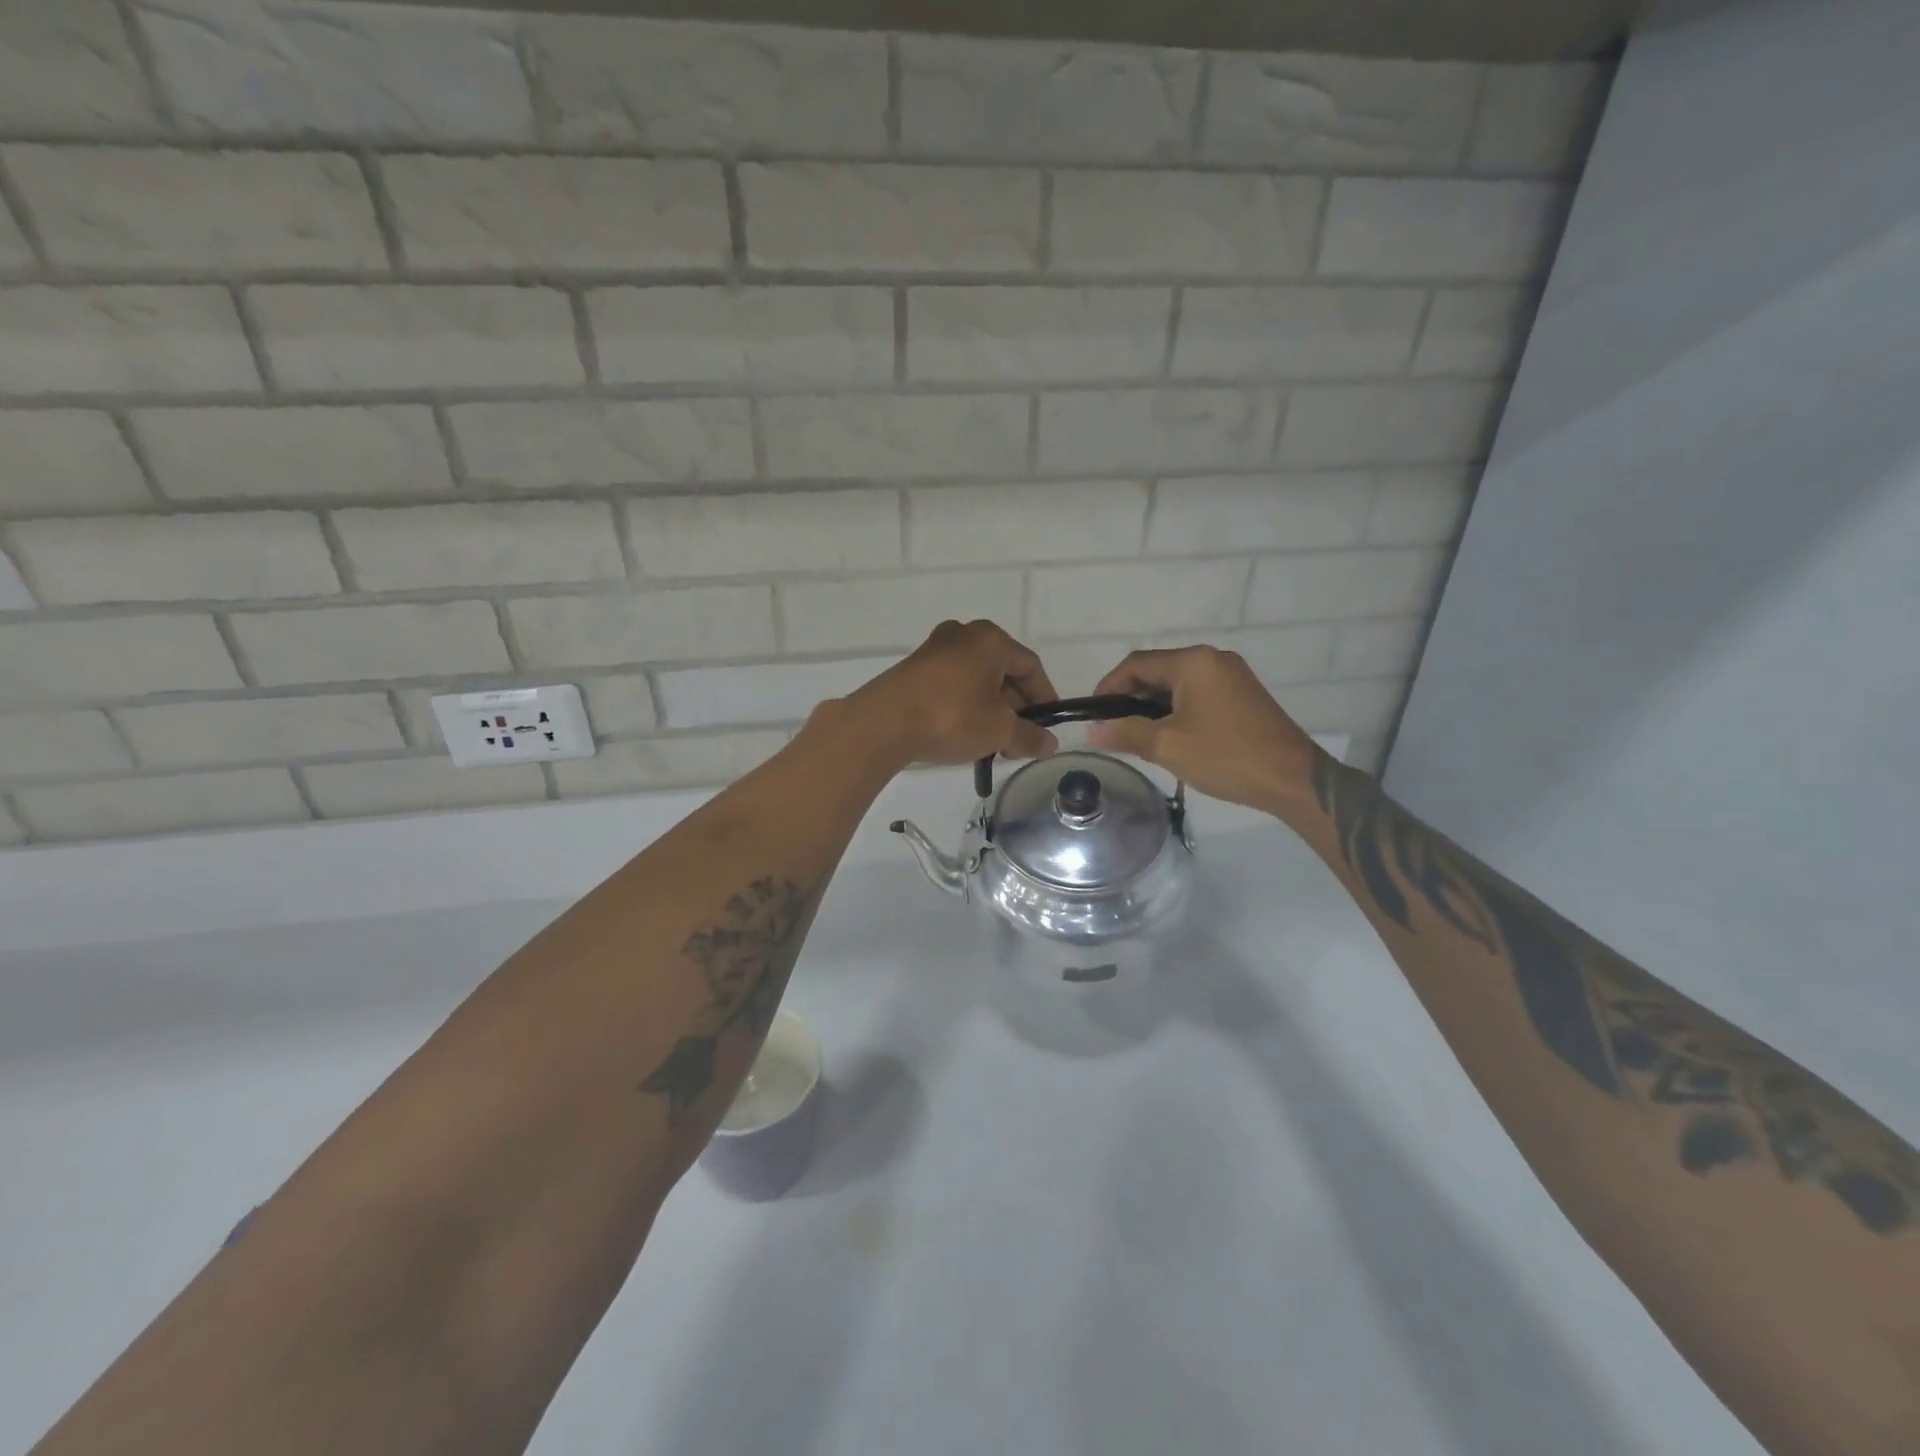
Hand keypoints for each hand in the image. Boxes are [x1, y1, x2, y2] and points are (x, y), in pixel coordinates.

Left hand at [846, 620, 1059, 767]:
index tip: (1048, 725)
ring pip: (977, 680)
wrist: (884, 723)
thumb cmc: (952, 717)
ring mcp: (935, 650)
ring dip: (991, 710)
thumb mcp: (999, 730)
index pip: (1030, 666)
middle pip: (1003, 672)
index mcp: (991, 640)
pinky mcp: (914, 668)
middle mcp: (964, 635)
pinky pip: (953, 684)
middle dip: (1016, 708)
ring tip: (993, 744)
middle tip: (1019, 741)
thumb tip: (1050, 744)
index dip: (1045, 697)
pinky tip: (966, 734)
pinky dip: (966, 706)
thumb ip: (1029, 736)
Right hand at [1087, 646, 1323, 810]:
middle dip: (1130, 698)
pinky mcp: (1243, 695)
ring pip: (1177, 685)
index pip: (1137, 664)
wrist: (1292, 779)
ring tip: (1137, 737)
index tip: (1093, 714)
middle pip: (1157, 671)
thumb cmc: (1226, 756)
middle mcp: (1213, 659)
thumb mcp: (1168, 746)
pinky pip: (1198, 694)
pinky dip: (1176, 710)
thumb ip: (1126, 733)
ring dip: (1153, 706)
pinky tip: (1170, 736)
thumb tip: (1093, 731)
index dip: (1109, 686)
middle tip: (1112, 729)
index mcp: (1194, 662)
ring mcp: (1232, 676)